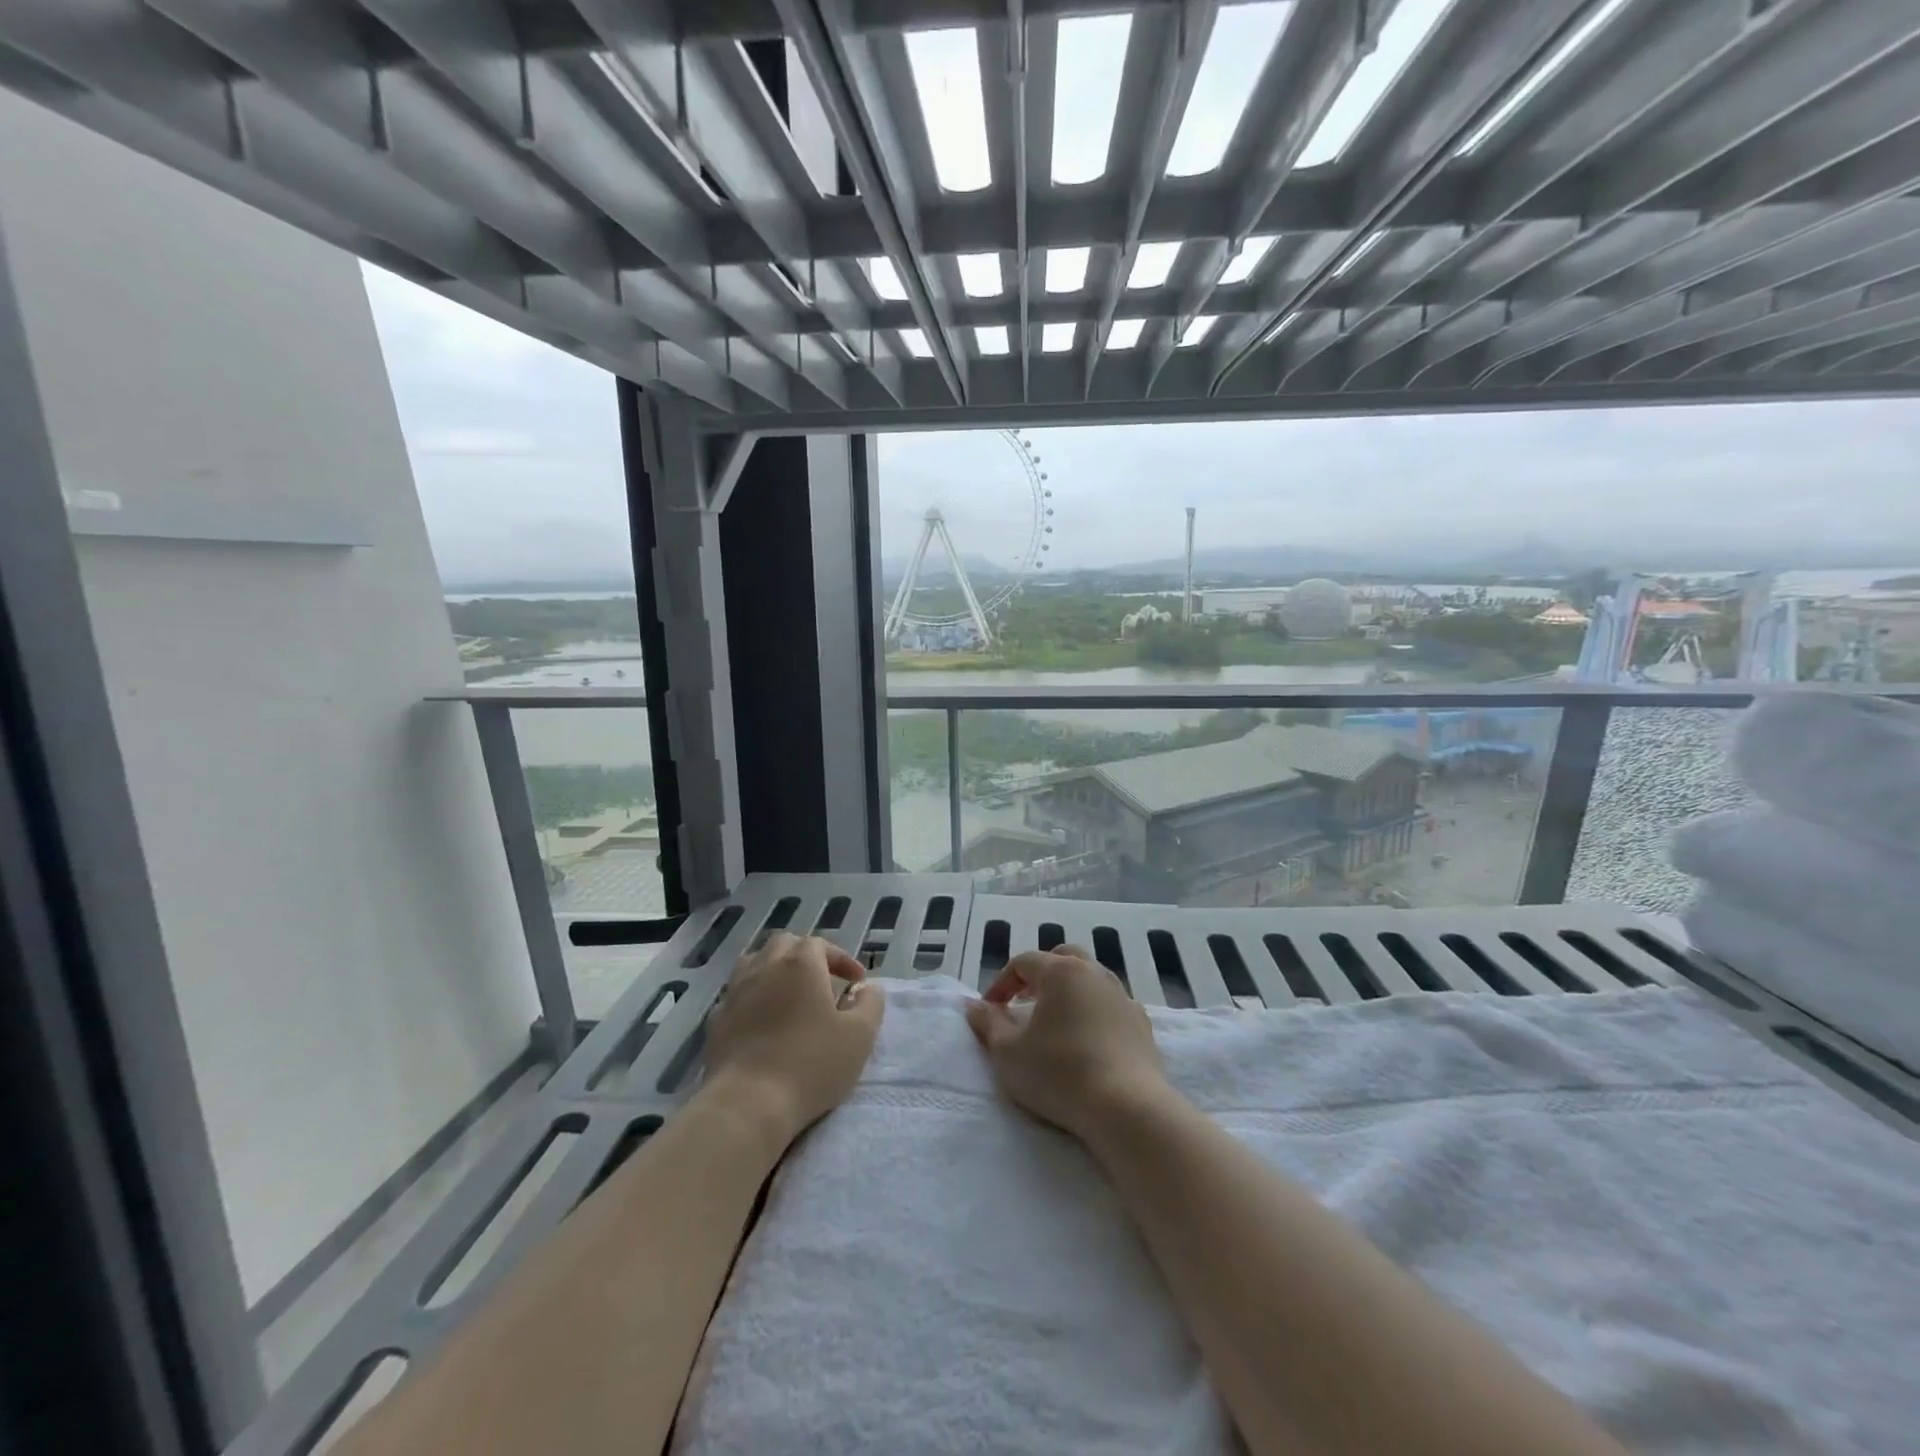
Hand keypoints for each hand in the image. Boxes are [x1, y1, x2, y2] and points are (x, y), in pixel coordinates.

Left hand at [704, 932, 884, 1144]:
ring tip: (788, 994)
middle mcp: (765, 967)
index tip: (856, 983)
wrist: (748, 1104)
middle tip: (822, 981)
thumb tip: (867, 989)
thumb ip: (870, 1004)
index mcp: (800, 964)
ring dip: (774, 970)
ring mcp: (735, 992)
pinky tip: (761, 1020)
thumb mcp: (859, 1036)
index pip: (821, 944)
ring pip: (754, 962)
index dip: (841, 958)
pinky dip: (752, 997)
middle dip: (805, 956)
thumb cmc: (811, 1064)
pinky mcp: (716, 1020)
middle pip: (784, 945)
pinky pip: (736, 994)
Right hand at [964, 947, 1167, 1141]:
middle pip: (1061, 958)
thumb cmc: (1060, 1074)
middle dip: (1038, 975)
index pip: (1023, 962)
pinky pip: (1111, 1005)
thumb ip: (988, 1024)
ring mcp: (1122, 997)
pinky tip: (1087, 1039)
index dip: (1001, 983)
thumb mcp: (1009, 1053)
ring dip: (1068, 991)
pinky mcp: (1141, 1024)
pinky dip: (1093, 1011)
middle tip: (1022, 1001)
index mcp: (1061, 972)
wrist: (1127, 1108)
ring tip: (1054, 1019)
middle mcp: (1094, 974)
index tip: (989, 1010)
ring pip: (1090, 978)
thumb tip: (973, 1005)